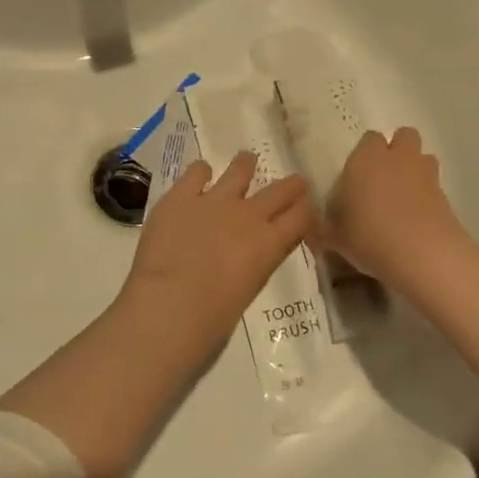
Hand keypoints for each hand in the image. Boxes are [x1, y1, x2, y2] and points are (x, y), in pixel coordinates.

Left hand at [115, 152, 315, 361]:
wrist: (170, 304)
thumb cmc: (212, 318)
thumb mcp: (248, 289)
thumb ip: (254, 265)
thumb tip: (249, 255)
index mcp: (269, 244)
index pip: (301, 218)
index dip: (307, 211)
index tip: (308, 207)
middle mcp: (247, 215)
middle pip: (279, 191)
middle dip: (291, 185)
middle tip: (297, 180)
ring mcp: (213, 201)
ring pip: (238, 171)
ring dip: (244, 166)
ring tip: (247, 159)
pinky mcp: (180, 196)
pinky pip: (196, 173)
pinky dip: (200, 171)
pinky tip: (201, 172)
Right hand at [323, 128, 466, 288]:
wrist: (422, 256)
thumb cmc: (368, 237)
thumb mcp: (333, 236)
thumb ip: (323, 227)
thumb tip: (314, 228)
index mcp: (365, 159)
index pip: (368, 139)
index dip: (364, 154)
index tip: (356, 176)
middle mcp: (397, 158)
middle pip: (404, 136)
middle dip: (396, 151)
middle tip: (382, 178)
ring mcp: (425, 175)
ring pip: (423, 157)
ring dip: (414, 169)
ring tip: (402, 196)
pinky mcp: (446, 196)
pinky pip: (434, 185)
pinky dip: (426, 195)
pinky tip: (415, 219)